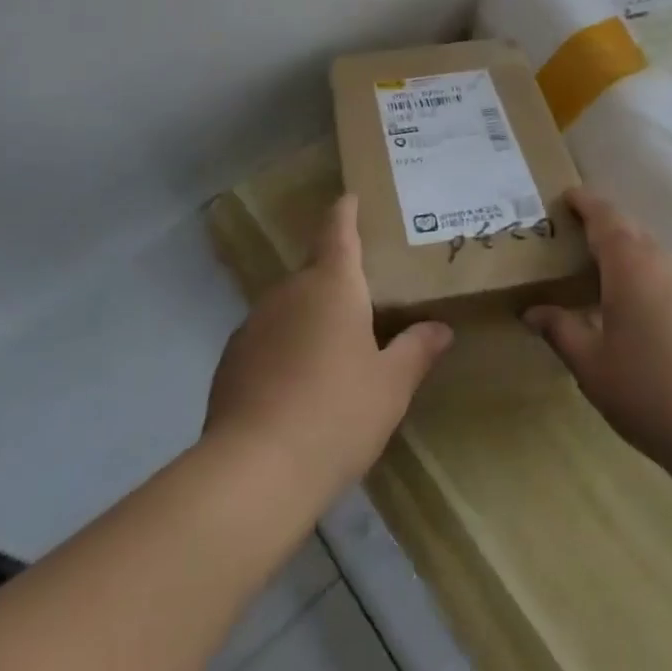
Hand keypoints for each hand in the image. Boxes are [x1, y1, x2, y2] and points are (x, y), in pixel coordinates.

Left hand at [206, 195, 451, 499]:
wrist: (253, 472)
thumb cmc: (337, 414)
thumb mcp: (391, 386)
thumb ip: (416, 350)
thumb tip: (441, 328)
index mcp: (332, 285)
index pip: (338, 230)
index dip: (345, 211)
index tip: (349, 198)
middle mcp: (289, 292)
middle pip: (315, 271)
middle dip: (336, 280)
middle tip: (364, 302)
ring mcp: (254, 324)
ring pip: (290, 307)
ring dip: (310, 318)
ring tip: (332, 353)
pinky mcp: (231, 360)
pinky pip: (268, 339)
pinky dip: (285, 348)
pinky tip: (296, 388)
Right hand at [524, 187, 671, 470]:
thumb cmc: (650, 392)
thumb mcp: (592, 366)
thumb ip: (560, 331)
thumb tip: (533, 312)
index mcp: (631, 265)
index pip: (604, 216)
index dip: (584, 202)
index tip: (566, 197)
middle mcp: (666, 262)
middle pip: (631, 232)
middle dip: (603, 230)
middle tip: (574, 245)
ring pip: (654, 258)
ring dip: (628, 261)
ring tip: (604, 287)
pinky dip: (651, 284)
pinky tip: (644, 322)